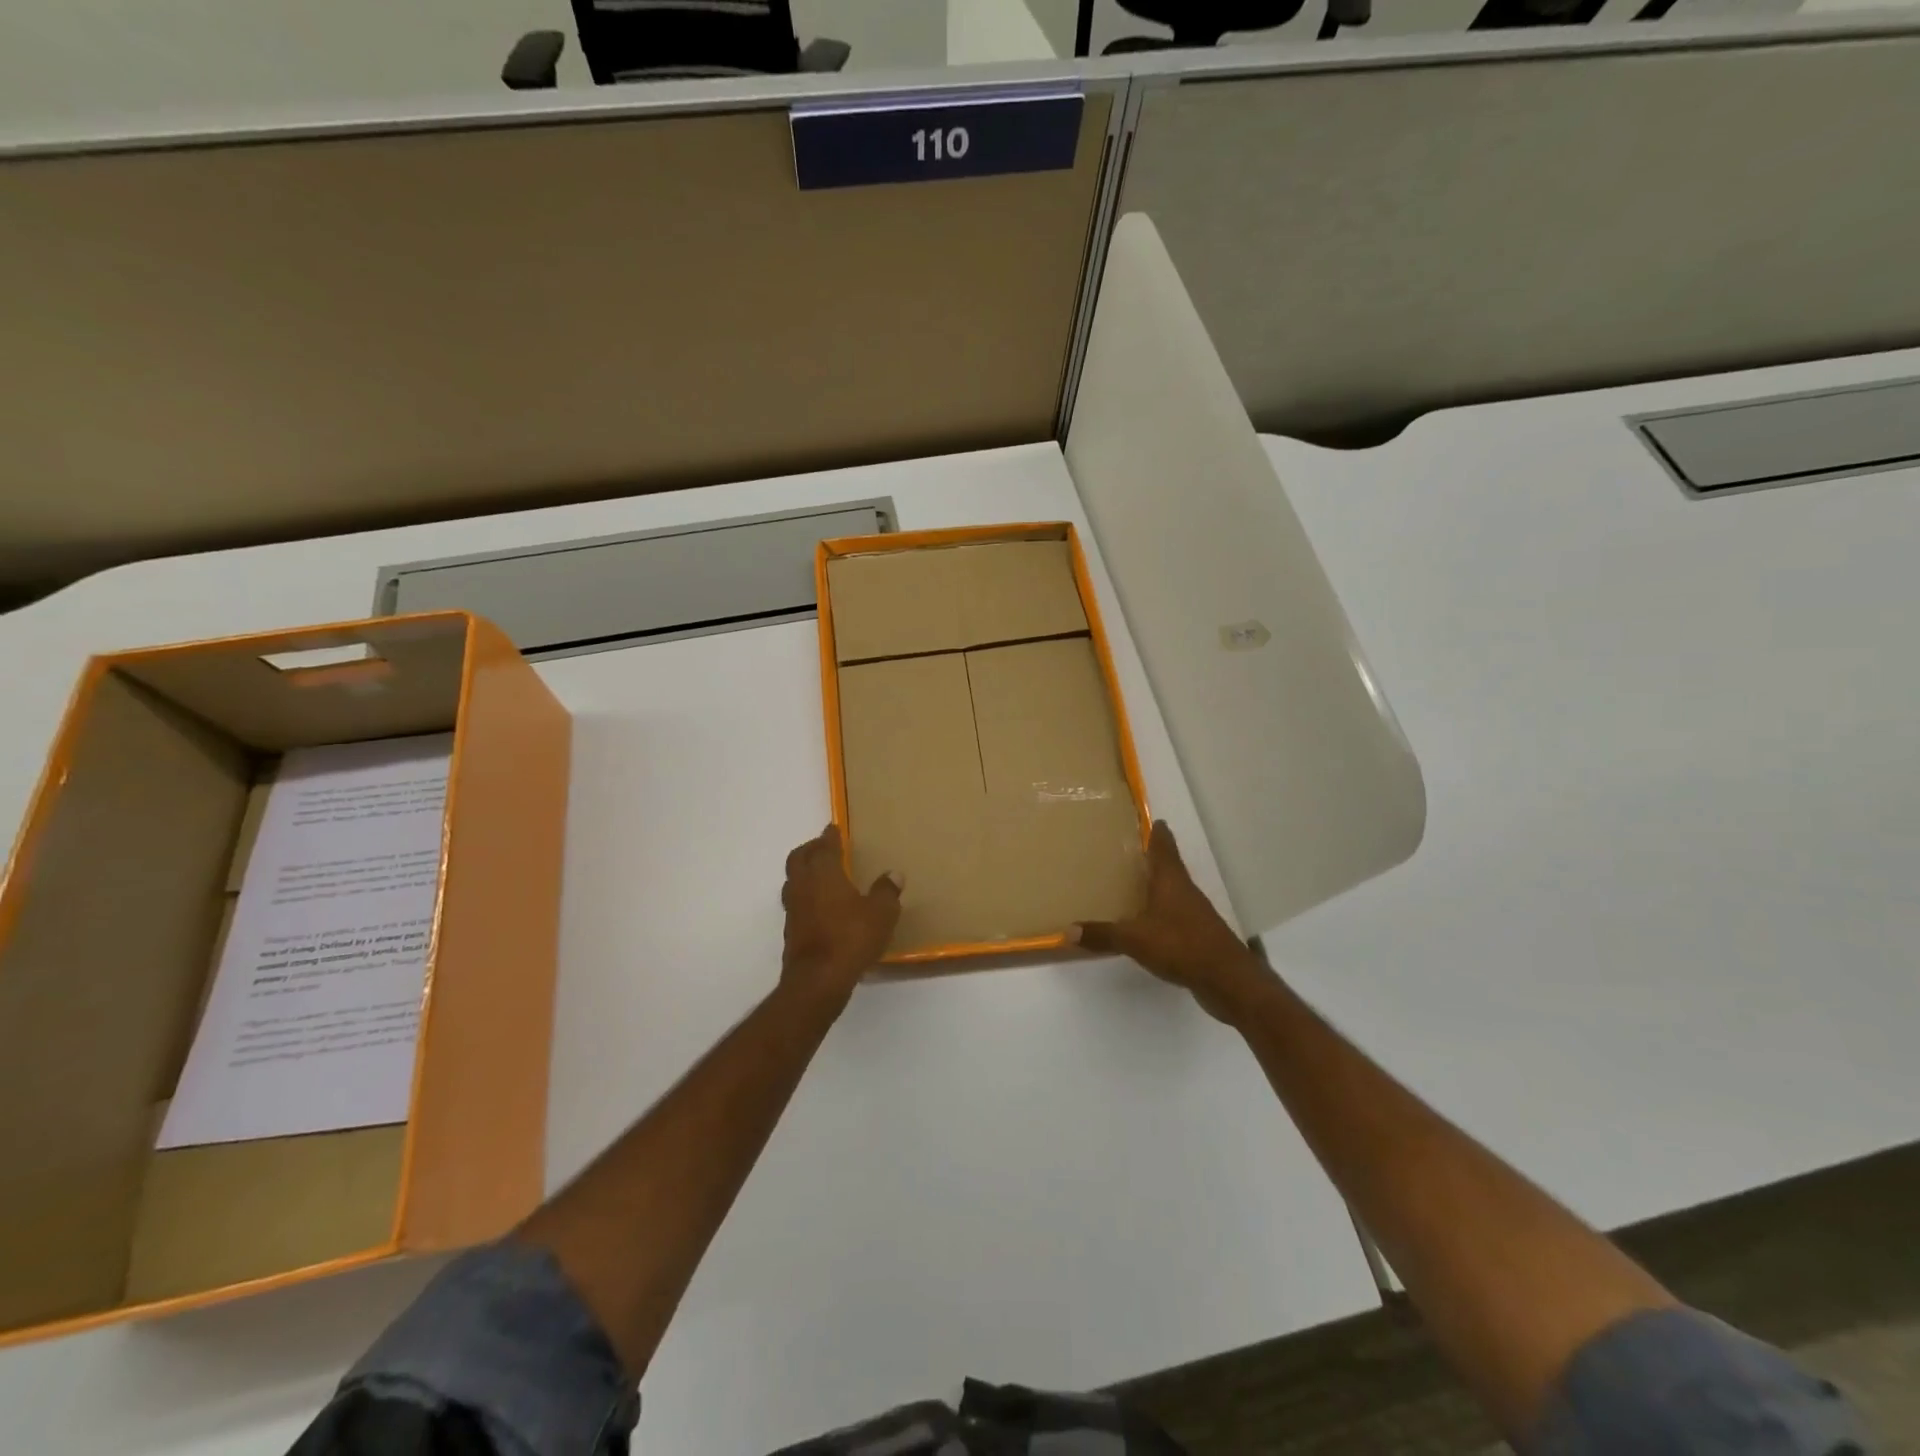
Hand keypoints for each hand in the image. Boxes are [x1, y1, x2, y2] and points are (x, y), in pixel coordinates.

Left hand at [779, 825, 901, 1009]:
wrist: (818, 980)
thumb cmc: (851, 938)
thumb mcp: (881, 914)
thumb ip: (886, 892)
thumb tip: (894, 874)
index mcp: (824, 873)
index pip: (824, 846)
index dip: (829, 836)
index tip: (833, 829)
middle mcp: (803, 886)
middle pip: (798, 858)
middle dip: (810, 849)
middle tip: (822, 847)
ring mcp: (793, 909)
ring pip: (793, 881)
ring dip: (804, 873)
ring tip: (820, 874)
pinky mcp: (791, 931)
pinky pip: (796, 903)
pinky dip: (805, 896)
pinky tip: (820, 906)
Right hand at [1074, 821, 1273, 1023]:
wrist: (1228, 980)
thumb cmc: (1181, 946)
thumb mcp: (1135, 939)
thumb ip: (1102, 934)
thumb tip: (1067, 930)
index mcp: (1171, 881)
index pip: (1164, 848)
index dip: (1158, 833)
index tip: (1153, 820)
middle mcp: (1185, 892)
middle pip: (1170, 867)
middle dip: (1153, 859)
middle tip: (1131, 851)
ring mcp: (1196, 915)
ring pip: (1174, 892)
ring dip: (1158, 886)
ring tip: (1135, 885)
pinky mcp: (1199, 936)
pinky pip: (1176, 916)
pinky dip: (1162, 913)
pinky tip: (1148, 923)